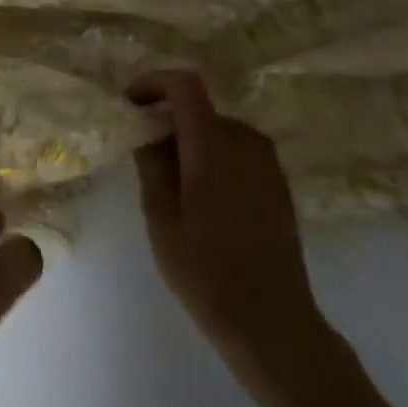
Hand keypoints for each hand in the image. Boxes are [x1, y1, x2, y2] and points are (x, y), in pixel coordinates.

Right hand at [131, 72, 323, 361]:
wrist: (273, 323)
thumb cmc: (206, 272)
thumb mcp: (161, 218)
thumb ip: (151, 164)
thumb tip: (144, 127)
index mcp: (214, 147)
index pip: (185, 85)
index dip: (153, 83)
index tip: (129, 104)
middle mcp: (247, 143)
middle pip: (199, 108)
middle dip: (166, 119)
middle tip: (141, 153)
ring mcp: (268, 163)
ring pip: (217, 128)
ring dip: (189, 139)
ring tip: (168, 180)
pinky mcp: (278, 182)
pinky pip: (237, 149)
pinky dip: (211, 154)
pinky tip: (199, 195)